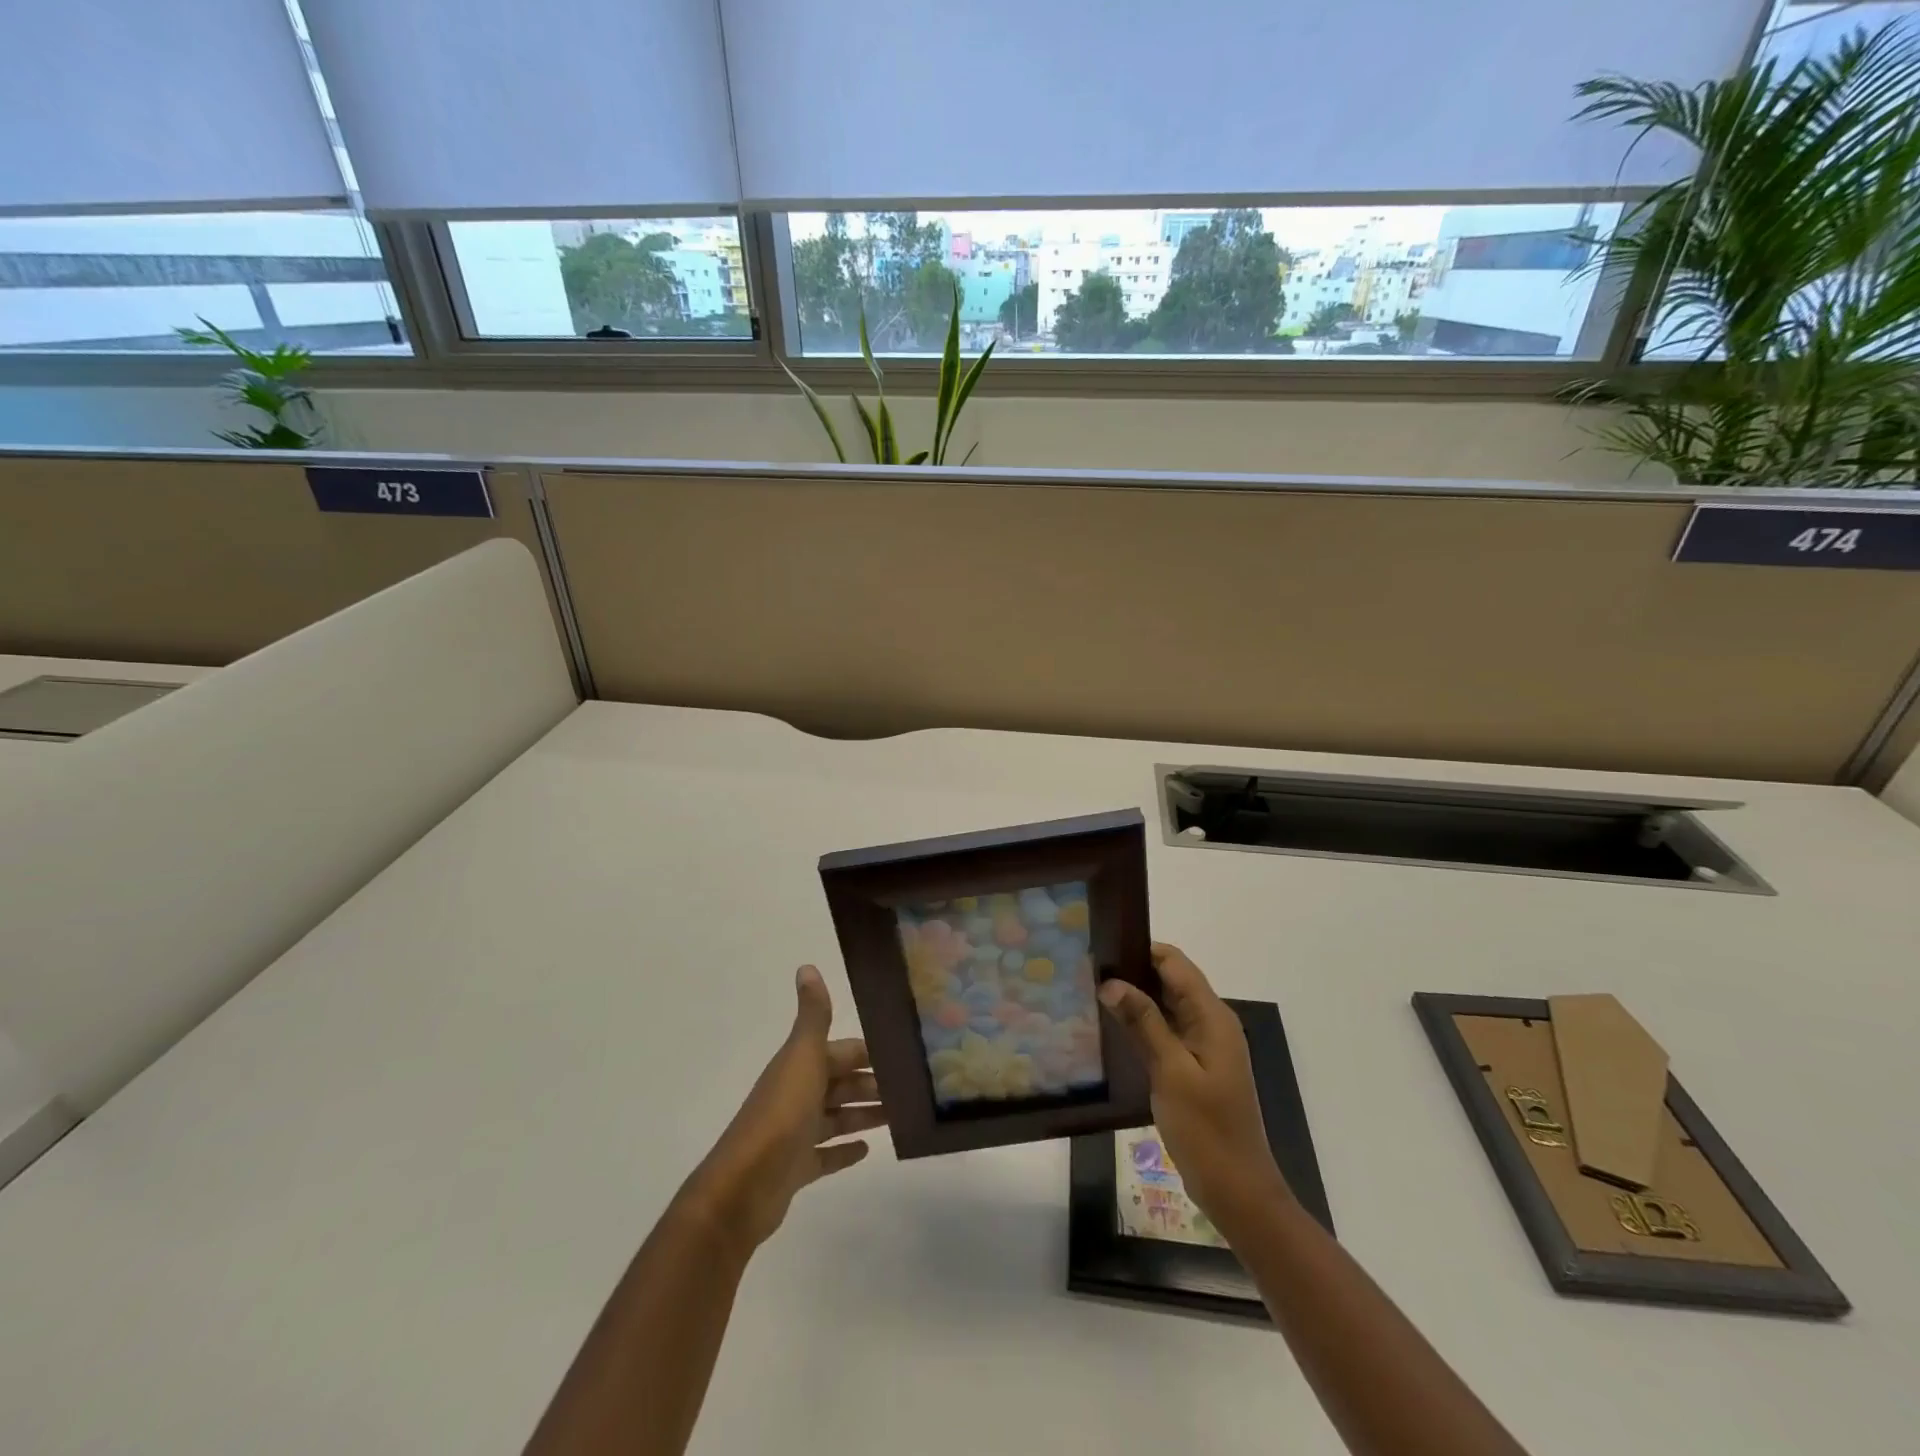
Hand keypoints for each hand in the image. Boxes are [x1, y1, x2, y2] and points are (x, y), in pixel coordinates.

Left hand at [682, 965, 885, 1253]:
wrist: (743, 1188)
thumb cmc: (781, 1116)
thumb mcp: (803, 1058)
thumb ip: (812, 1016)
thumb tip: (807, 966)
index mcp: (799, 1066)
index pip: (841, 1052)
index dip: (868, 1053)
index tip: (903, 1055)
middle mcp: (797, 1094)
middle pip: (840, 1083)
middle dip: (871, 1083)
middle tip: (910, 1090)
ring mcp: (796, 1133)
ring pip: (837, 1117)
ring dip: (864, 1114)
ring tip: (899, 1116)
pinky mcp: (796, 1169)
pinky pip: (826, 1154)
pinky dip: (845, 1150)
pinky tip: (869, 1149)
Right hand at [1098, 942, 1289, 1227]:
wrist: (1238, 1190)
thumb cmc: (1207, 1129)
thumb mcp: (1171, 1072)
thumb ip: (1143, 1023)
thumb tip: (1111, 982)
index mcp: (1212, 1016)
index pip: (1174, 963)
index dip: (1140, 950)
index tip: (1101, 949)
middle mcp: (1211, 1022)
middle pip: (1170, 980)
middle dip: (1133, 972)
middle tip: (1087, 972)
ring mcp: (1204, 1046)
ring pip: (1166, 1006)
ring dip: (1135, 999)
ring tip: (1091, 994)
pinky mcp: (1195, 1067)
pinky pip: (1166, 1032)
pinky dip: (1142, 1025)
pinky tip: (1112, 1030)